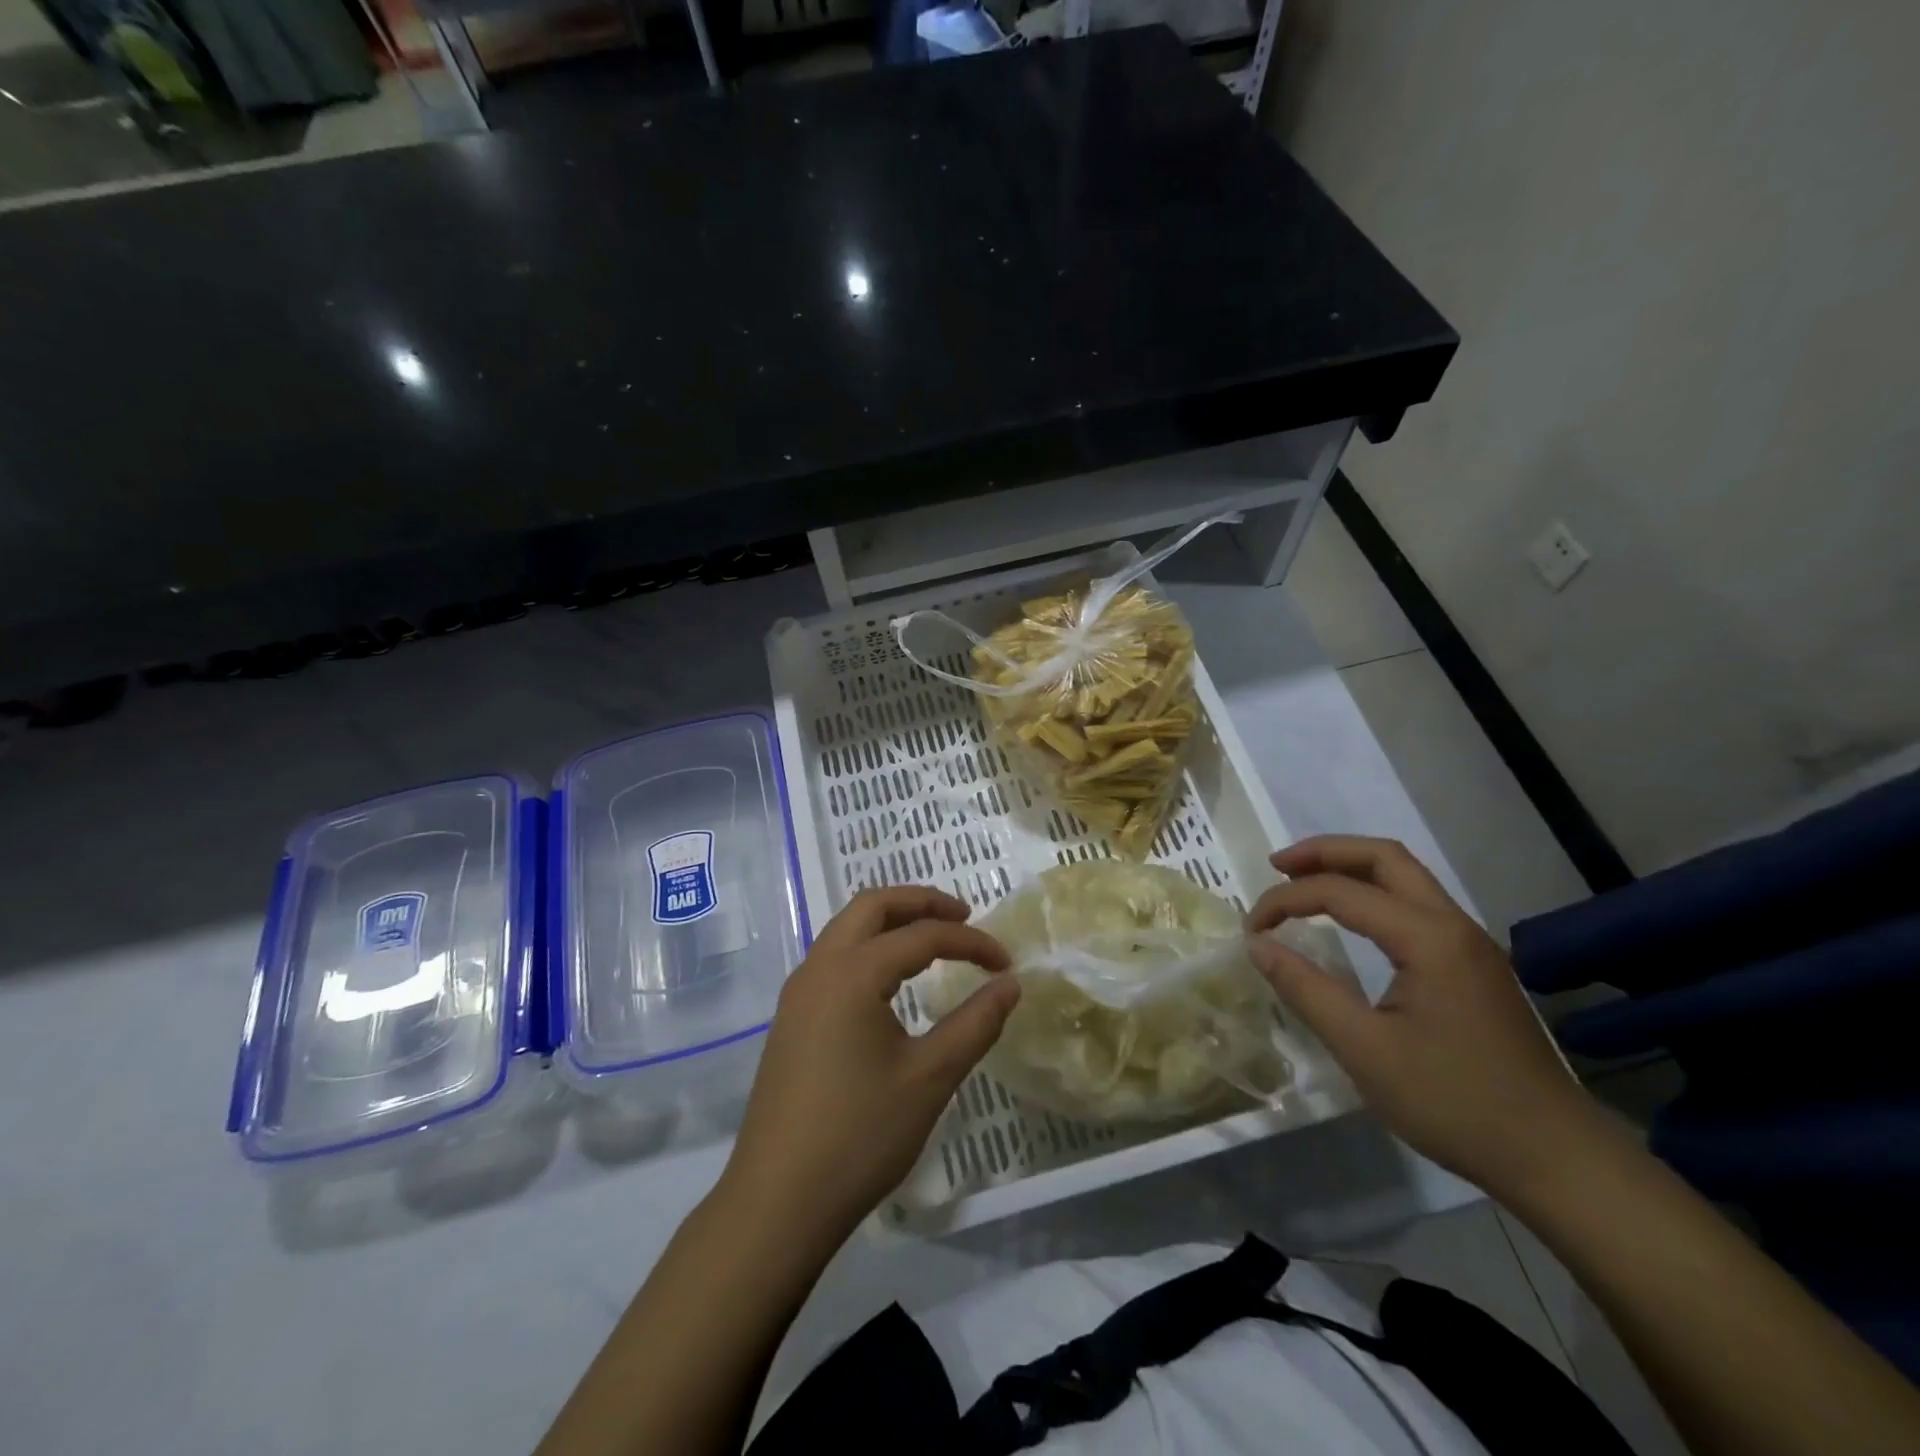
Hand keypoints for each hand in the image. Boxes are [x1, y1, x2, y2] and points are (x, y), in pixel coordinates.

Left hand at [720, 886, 1018, 1243]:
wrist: (777, 1202)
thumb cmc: (859, 1136)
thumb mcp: (930, 1078)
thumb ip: (976, 1024)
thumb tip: (1010, 985)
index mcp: (852, 973)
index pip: (923, 935)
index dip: (971, 943)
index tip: (1006, 965)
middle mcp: (819, 967)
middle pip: (873, 905)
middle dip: (922, 902)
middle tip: (964, 917)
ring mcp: (799, 992)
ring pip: (848, 928)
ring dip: (892, 922)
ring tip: (934, 941)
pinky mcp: (791, 1017)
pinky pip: (834, 957)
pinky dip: (870, 947)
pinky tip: (892, 981)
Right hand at [1246, 835, 1603, 1195]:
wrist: (1555, 1158)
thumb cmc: (1454, 1104)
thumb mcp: (1364, 1050)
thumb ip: (1306, 989)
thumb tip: (1258, 945)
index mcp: (1428, 939)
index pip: (1341, 892)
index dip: (1286, 900)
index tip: (1251, 929)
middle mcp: (1453, 925)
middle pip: (1384, 857)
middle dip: (1324, 852)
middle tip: (1276, 867)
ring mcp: (1470, 943)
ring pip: (1405, 876)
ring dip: (1351, 868)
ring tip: (1303, 881)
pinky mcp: (1474, 964)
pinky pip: (1417, 903)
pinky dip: (1373, 892)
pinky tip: (1350, 917)